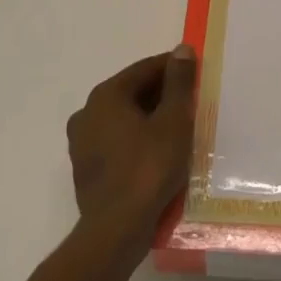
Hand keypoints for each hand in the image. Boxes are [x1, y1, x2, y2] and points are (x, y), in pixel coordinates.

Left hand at [66, 45, 196, 263]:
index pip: (145, 69)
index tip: (197, 72)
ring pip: (124, 118)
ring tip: (180, 128)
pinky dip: (138, 139)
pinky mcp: (86, 169)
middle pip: (132, 92)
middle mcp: (88, 113)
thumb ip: (178, 83)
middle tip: (193, 101)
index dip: (174, 67)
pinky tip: (159, 153)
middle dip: (163, 93)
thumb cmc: (148, 168)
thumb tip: (181, 50)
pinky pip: (117, 142)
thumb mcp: (173, 121)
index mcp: (106, 95)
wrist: (116, 231)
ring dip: (150, 118)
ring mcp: (82, 143)